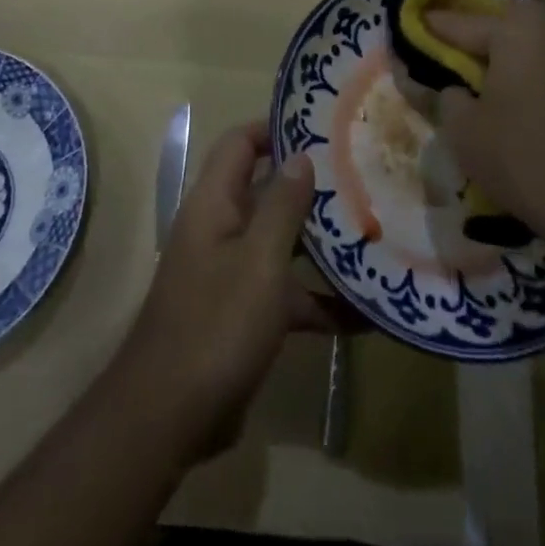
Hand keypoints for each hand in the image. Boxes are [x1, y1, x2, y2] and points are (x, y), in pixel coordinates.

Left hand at [115, 122, 355, 460]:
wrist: (169, 417)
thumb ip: (282, 205)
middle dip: (312, 187)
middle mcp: (220, 229)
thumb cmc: (216, 325)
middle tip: (364, 179)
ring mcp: (232, 273)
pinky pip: (286, 294)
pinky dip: (319, 300)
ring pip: (281, 243)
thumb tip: (301, 155)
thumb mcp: (259, 260)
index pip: (240, 144)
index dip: (275, 129)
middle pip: (267, 191)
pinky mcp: (243, 315)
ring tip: (375, 236)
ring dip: (321, 245)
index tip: (323, 129)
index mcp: (214, 204)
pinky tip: (366, 315)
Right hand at [427, 2, 544, 270]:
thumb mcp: (463, 128)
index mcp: (517, 25)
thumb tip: (447, 86)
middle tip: (440, 71)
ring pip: (526, 52)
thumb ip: (443, 95)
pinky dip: (526, 83)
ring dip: (499, 67)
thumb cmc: (524, 155)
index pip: (455, 23)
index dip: (425, 34)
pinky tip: (512, 111)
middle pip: (496, 30)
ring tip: (473, 94)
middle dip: (467, 47)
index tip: (401, 41)